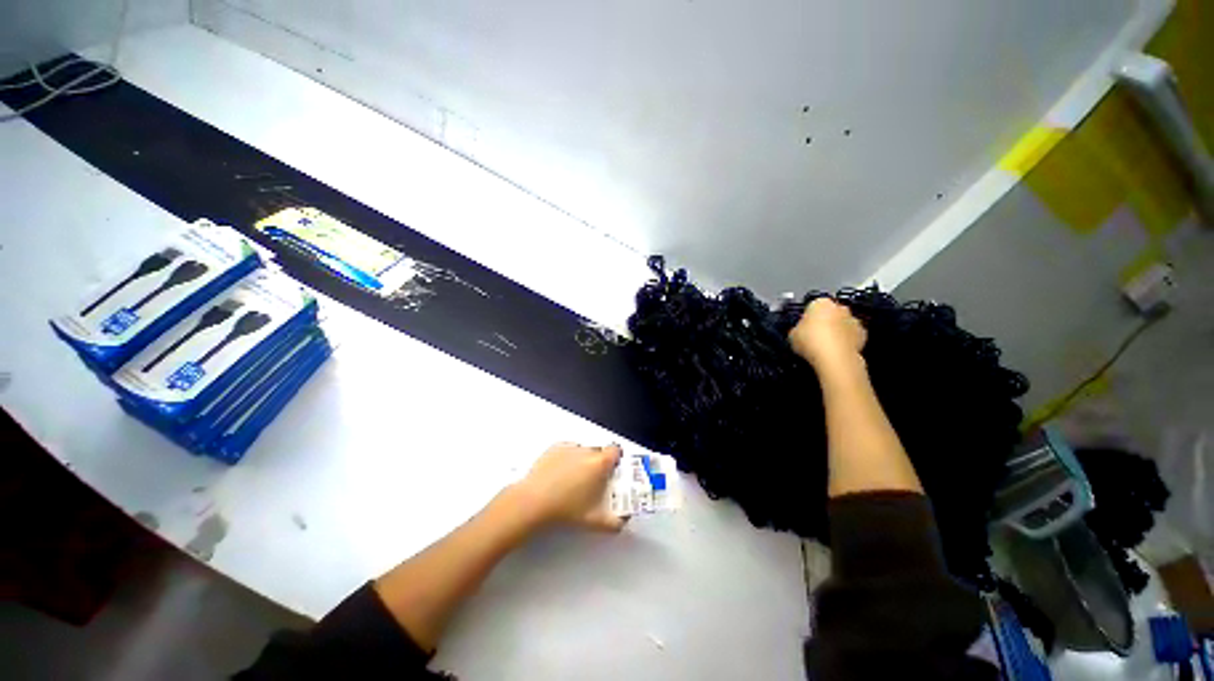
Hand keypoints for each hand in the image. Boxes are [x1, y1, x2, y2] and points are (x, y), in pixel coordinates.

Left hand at [509, 442, 623, 532]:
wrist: (533, 502)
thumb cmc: (565, 510)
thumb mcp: (595, 522)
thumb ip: (615, 522)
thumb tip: (623, 520)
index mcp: (600, 463)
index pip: (616, 451)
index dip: (616, 460)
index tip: (612, 472)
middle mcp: (586, 450)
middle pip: (600, 451)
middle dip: (599, 463)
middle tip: (593, 482)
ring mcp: (569, 448)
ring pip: (583, 450)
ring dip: (583, 460)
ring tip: (574, 480)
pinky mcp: (554, 449)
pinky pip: (567, 450)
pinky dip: (567, 458)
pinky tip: (560, 474)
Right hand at [788, 298, 866, 370]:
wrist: (834, 357)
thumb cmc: (810, 341)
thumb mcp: (792, 335)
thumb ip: (797, 329)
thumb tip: (800, 332)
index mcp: (820, 303)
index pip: (812, 306)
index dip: (807, 318)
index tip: (803, 329)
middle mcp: (839, 307)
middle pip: (830, 313)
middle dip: (824, 322)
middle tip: (814, 337)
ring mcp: (854, 320)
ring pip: (842, 324)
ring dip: (836, 331)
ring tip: (825, 346)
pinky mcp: (864, 335)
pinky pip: (851, 336)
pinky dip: (846, 341)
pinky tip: (837, 351)